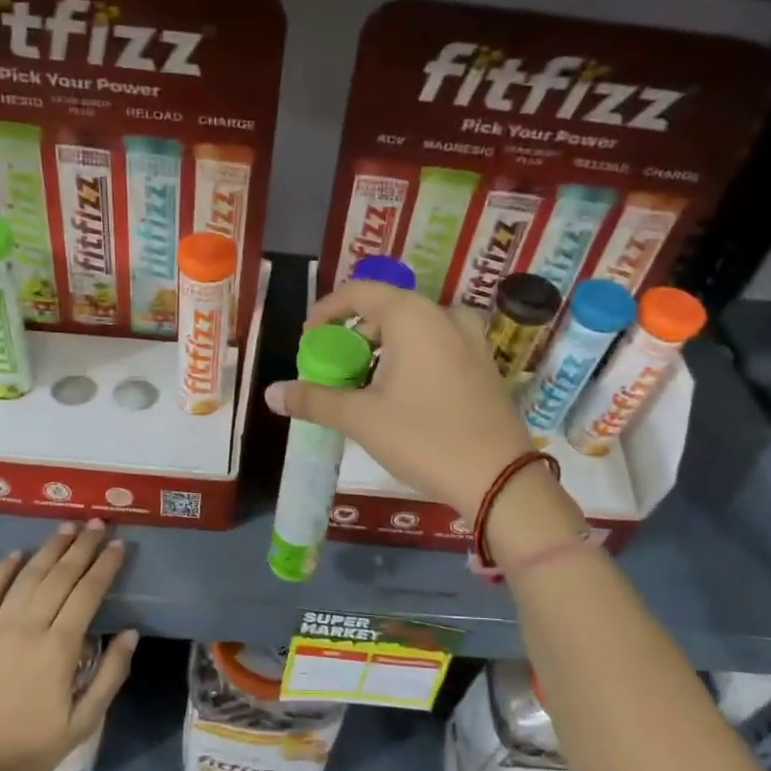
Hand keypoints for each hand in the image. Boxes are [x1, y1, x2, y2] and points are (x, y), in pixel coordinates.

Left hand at [0, 520, 136, 770]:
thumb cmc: (32, 749)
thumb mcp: (84, 721)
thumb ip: (111, 674)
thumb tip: (130, 633)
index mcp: (59, 649)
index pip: (88, 593)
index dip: (105, 566)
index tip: (119, 545)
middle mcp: (28, 628)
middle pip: (60, 576)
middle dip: (82, 547)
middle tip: (99, 524)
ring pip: (27, 577)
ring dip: (49, 549)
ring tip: (68, 526)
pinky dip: (2, 570)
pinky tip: (17, 553)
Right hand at [262, 280, 532, 519]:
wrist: (499, 478)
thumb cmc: (424, 438)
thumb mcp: (361, 419)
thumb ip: (314, 400)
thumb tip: (271, 393)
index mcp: (413, 315)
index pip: (359, 292)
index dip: (327, 311)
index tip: (308, 339)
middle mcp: (444, 316)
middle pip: (387, 310)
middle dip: (353, 336)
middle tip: (333, 369)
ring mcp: (470, 341)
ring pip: (413, 331)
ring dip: (382, 350)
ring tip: (362, 386)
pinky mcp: (483, 366)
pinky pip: (436, 348)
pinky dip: (409, 360)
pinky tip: (399, 397)